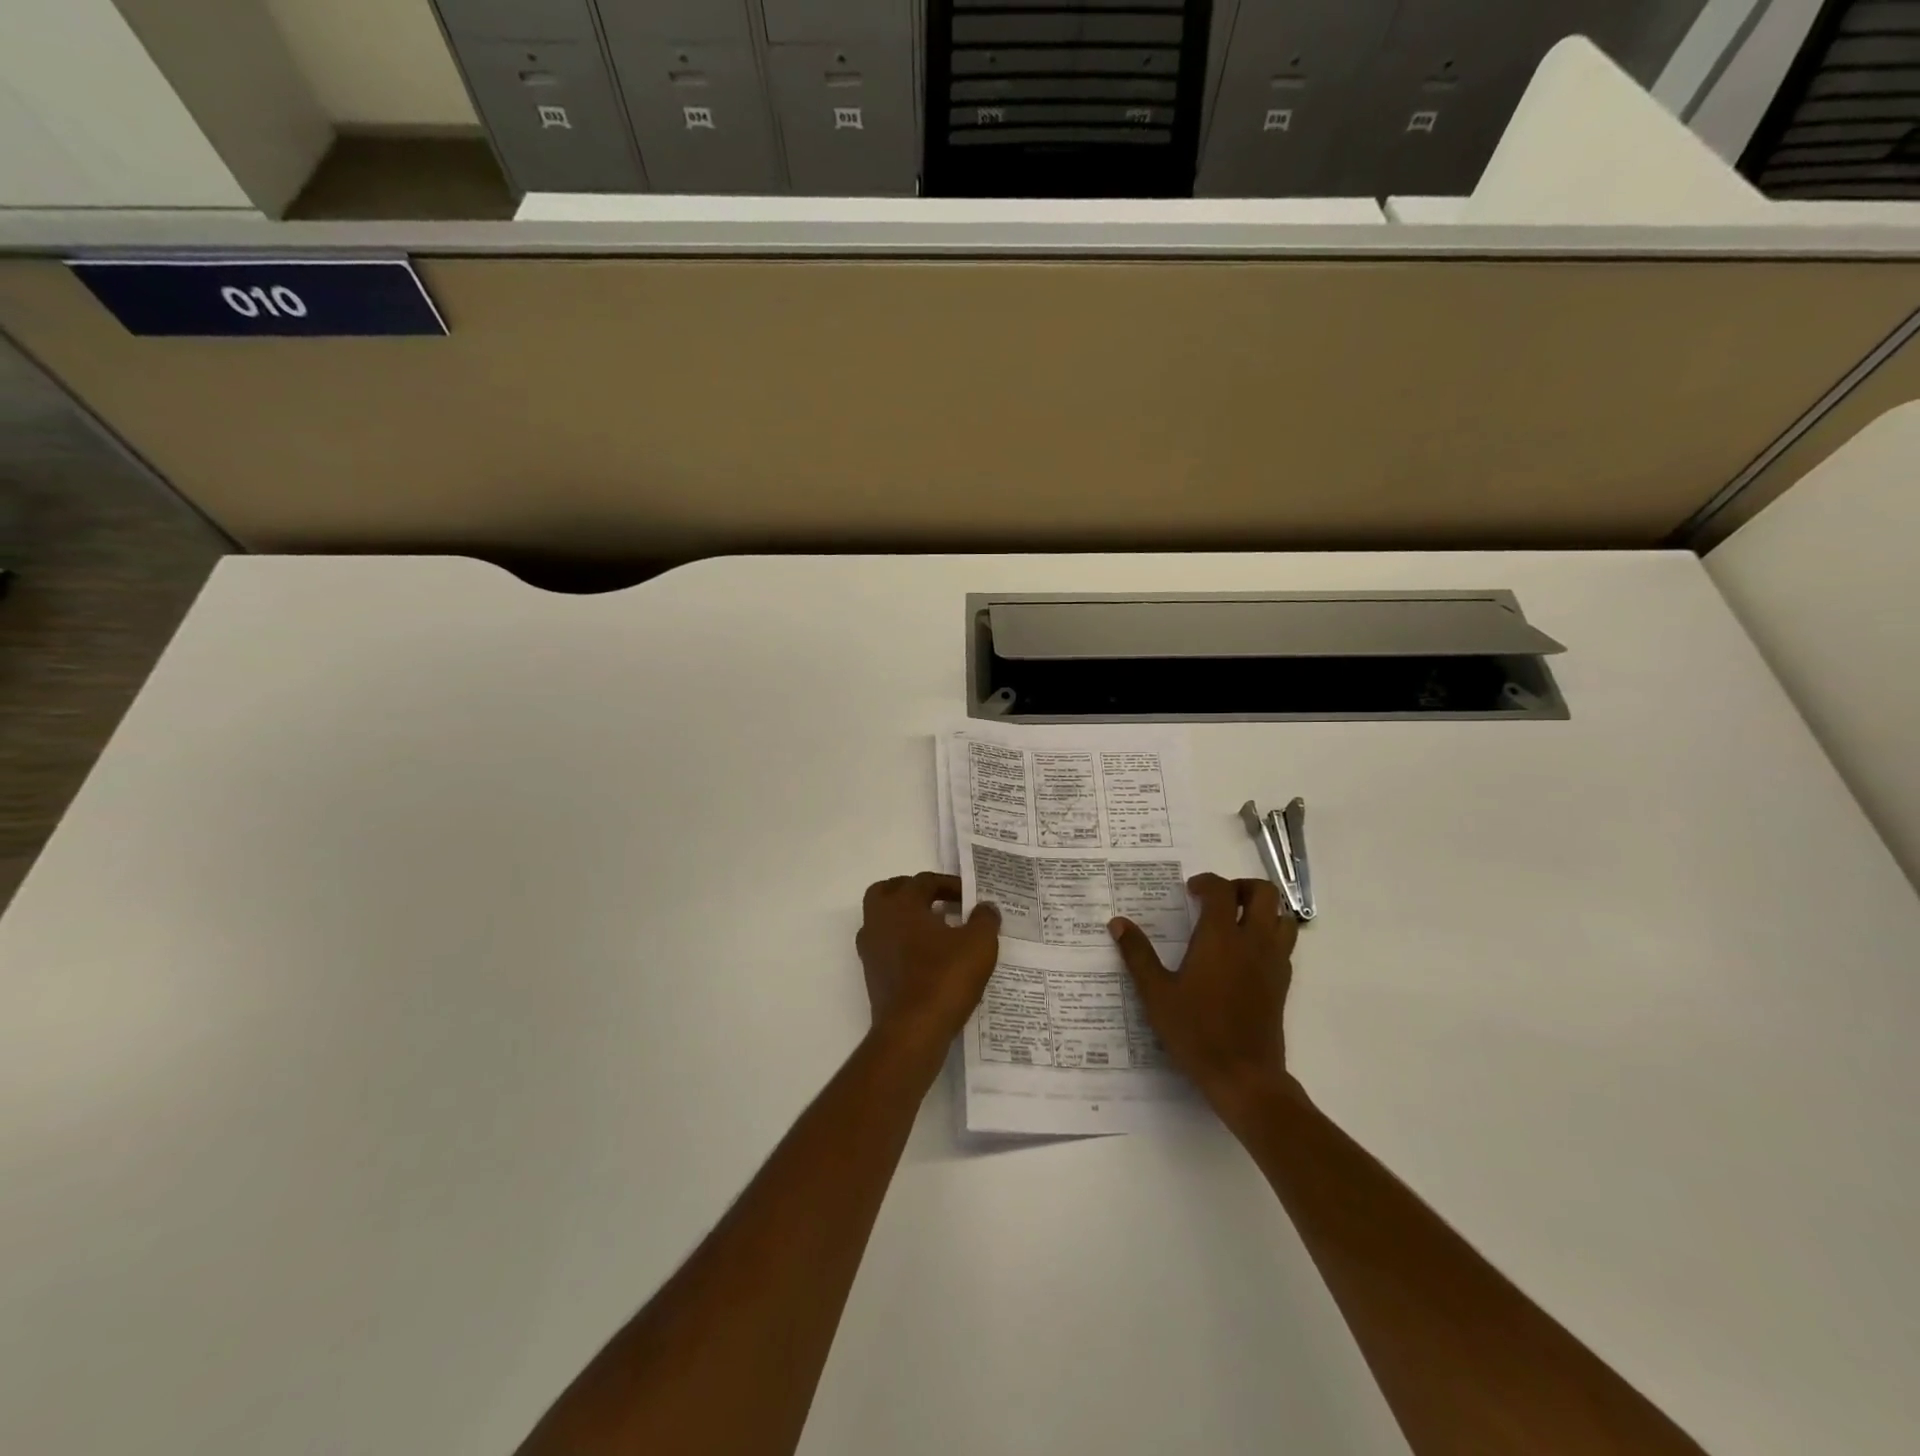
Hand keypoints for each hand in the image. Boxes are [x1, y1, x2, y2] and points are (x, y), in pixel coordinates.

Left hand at [857, 872, 1001, 1049]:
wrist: (912, 1031)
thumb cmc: (944, 977)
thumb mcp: (979, 943)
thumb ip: (984, 919)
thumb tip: (985, 907)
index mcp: (901, 904)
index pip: (923, 881)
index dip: (949, 884)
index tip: (970, 897)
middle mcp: (878, 921)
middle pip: (889, 892)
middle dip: (913, 892)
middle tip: (938, 901)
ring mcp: (870, 950)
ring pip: (883, 920)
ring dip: (906, 918)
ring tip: (936, 929)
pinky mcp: (872, 976)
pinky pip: (886, 946)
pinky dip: (903, 943)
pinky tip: (928, 957)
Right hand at [1109, 873, 1299, 1122]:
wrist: (1244, 1076)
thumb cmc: (1196, 1031)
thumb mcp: (1156, 994)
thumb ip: (1137, 955)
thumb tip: (1117, 923)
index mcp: (1220, 938)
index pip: (1222, 890)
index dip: (1206, 882)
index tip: (1189, 891)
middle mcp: (1253, 942)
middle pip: (1264, 893)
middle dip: (1241, 886)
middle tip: (1218, 899)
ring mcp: (1273, 962)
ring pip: (1282, 916)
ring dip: (1262, 908)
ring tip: (1236, 919)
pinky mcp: (1283, 983)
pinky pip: (1285, 943)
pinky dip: (1270, 934)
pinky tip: (1246, 952)